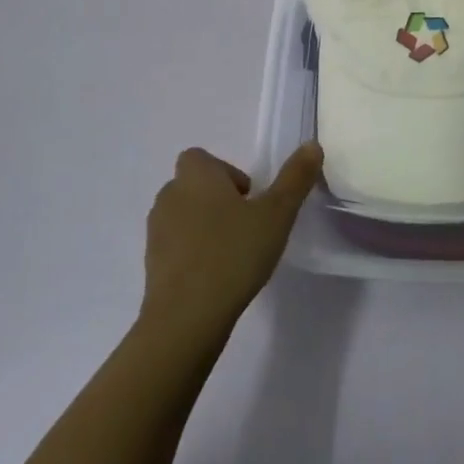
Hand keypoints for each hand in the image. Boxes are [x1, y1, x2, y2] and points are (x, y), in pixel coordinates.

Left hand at [140, 144, 322, 342]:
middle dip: (218, 199)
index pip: (202, 158)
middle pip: (194, 186)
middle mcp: (170, 196)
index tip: (249, 198)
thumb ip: (295, 178)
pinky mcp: (151, 265)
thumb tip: (312, 145)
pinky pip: (176, 247)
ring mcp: (156, 232)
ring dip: (205, 226)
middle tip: (247, 225)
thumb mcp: (277, 214)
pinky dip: (193, 253)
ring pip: (184, 216)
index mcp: (196, 176)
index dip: (226, 172)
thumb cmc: (233, 254)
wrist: (185, 319)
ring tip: (233, 252)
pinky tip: (215, 277)